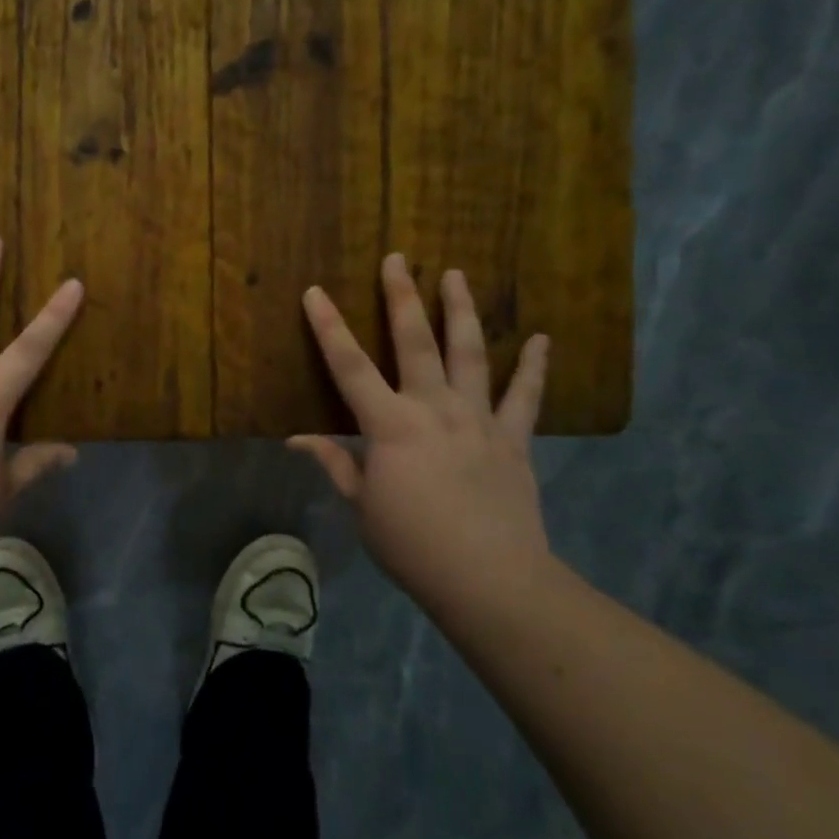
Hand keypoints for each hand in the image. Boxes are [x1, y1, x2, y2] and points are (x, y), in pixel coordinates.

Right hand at [290, 254, 561, 621]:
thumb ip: (336, 464)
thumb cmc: (412, 544)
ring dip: (461, 312)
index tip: (315, 292)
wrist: (490, 580)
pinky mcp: (514, 440)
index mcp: (390, 426)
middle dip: (402, 297)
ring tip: (457, 275)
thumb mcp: (362, 506)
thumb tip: (296, 439)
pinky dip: (534, 368)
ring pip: (470, 354)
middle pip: (415, 342)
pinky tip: (543, 340)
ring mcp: (478, 420)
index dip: (329, 327)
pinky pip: (525, 398)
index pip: (349, 367)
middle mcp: (434, 409)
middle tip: (398, 259)